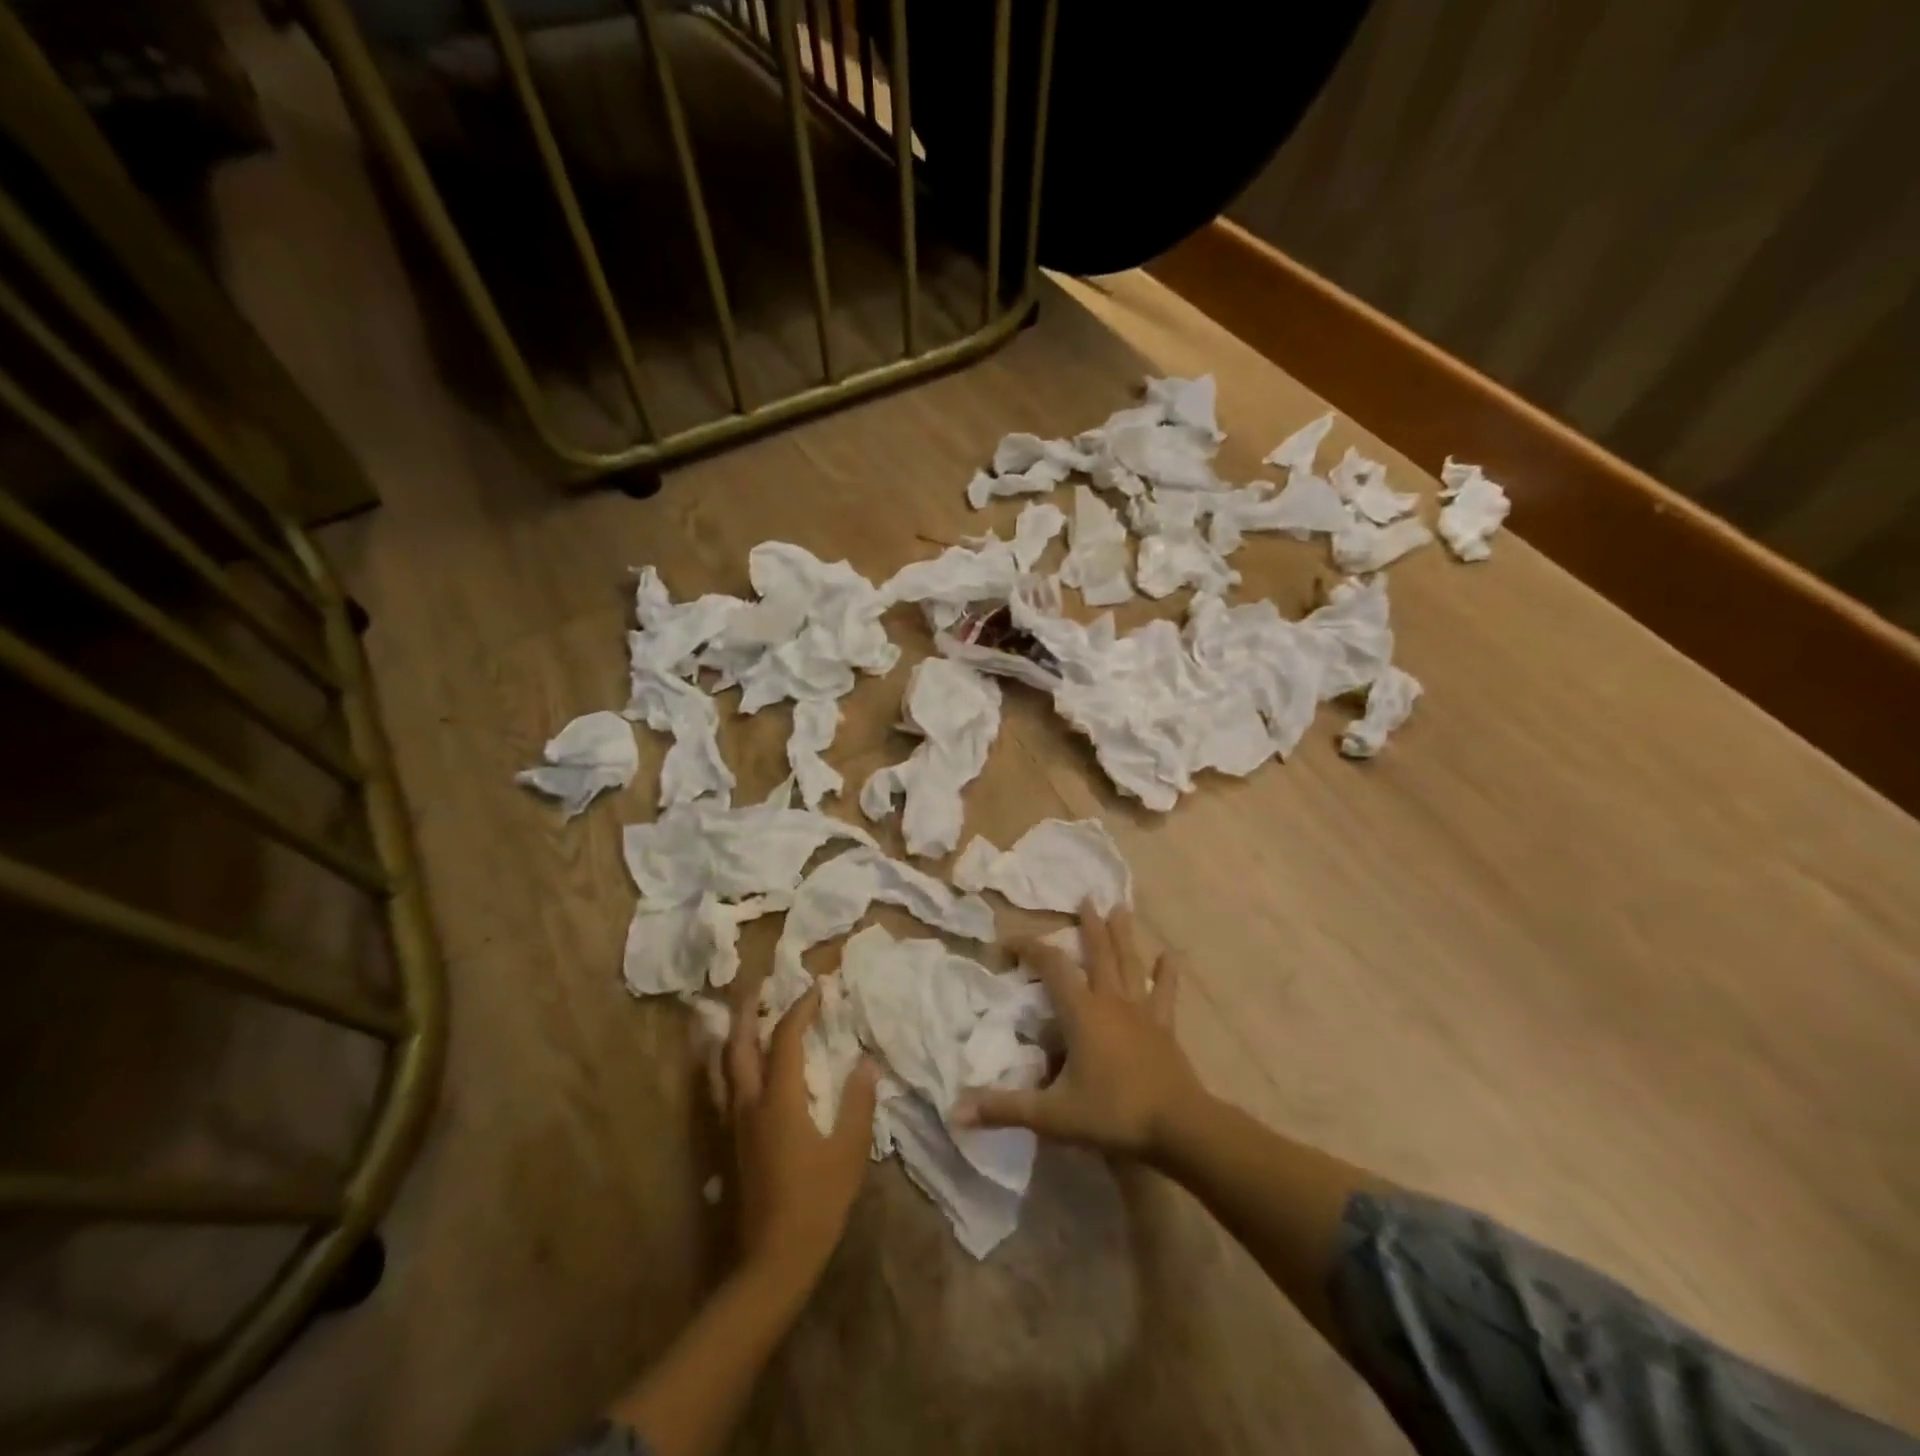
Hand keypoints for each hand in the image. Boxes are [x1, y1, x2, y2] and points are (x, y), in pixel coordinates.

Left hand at [726, 987, 879, 1294]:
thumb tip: (867, 1063)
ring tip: (746, 1015)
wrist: (772, 1260)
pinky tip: (737, 1065)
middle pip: (739, 1044)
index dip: (801, 1009)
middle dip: (749, 1010)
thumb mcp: (849, 1152)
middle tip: (761, 985)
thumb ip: (858, 1103)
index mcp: (780, 1100)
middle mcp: (749, 1103)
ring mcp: (735, 1123)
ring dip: (734, 1033)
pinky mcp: (731, 1141)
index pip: (786, 1038)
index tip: (817, 988)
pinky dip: (726, 1064)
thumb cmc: (817, 1203)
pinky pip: (721, 1088)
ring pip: (724, 1065)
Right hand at [955, 902, 1202, 1159]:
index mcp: (1082, 1013)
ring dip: (1123, 935)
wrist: (1179, 1127)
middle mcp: (1111, 1001)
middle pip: (1099, 953)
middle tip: (1087, 898)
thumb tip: (955, 1110)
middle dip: (1090, 926)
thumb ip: (1005, 1108)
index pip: (1052, 967)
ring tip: (1121, 908)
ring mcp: (1142, 1011)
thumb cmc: (1113, 1114)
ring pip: (1130, 963)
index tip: (1009, 941)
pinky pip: (1165, 993)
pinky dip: (1167, 973)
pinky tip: (1171, 955)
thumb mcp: (1053, 1115)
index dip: (1030, 948)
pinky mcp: (1164, 1027)